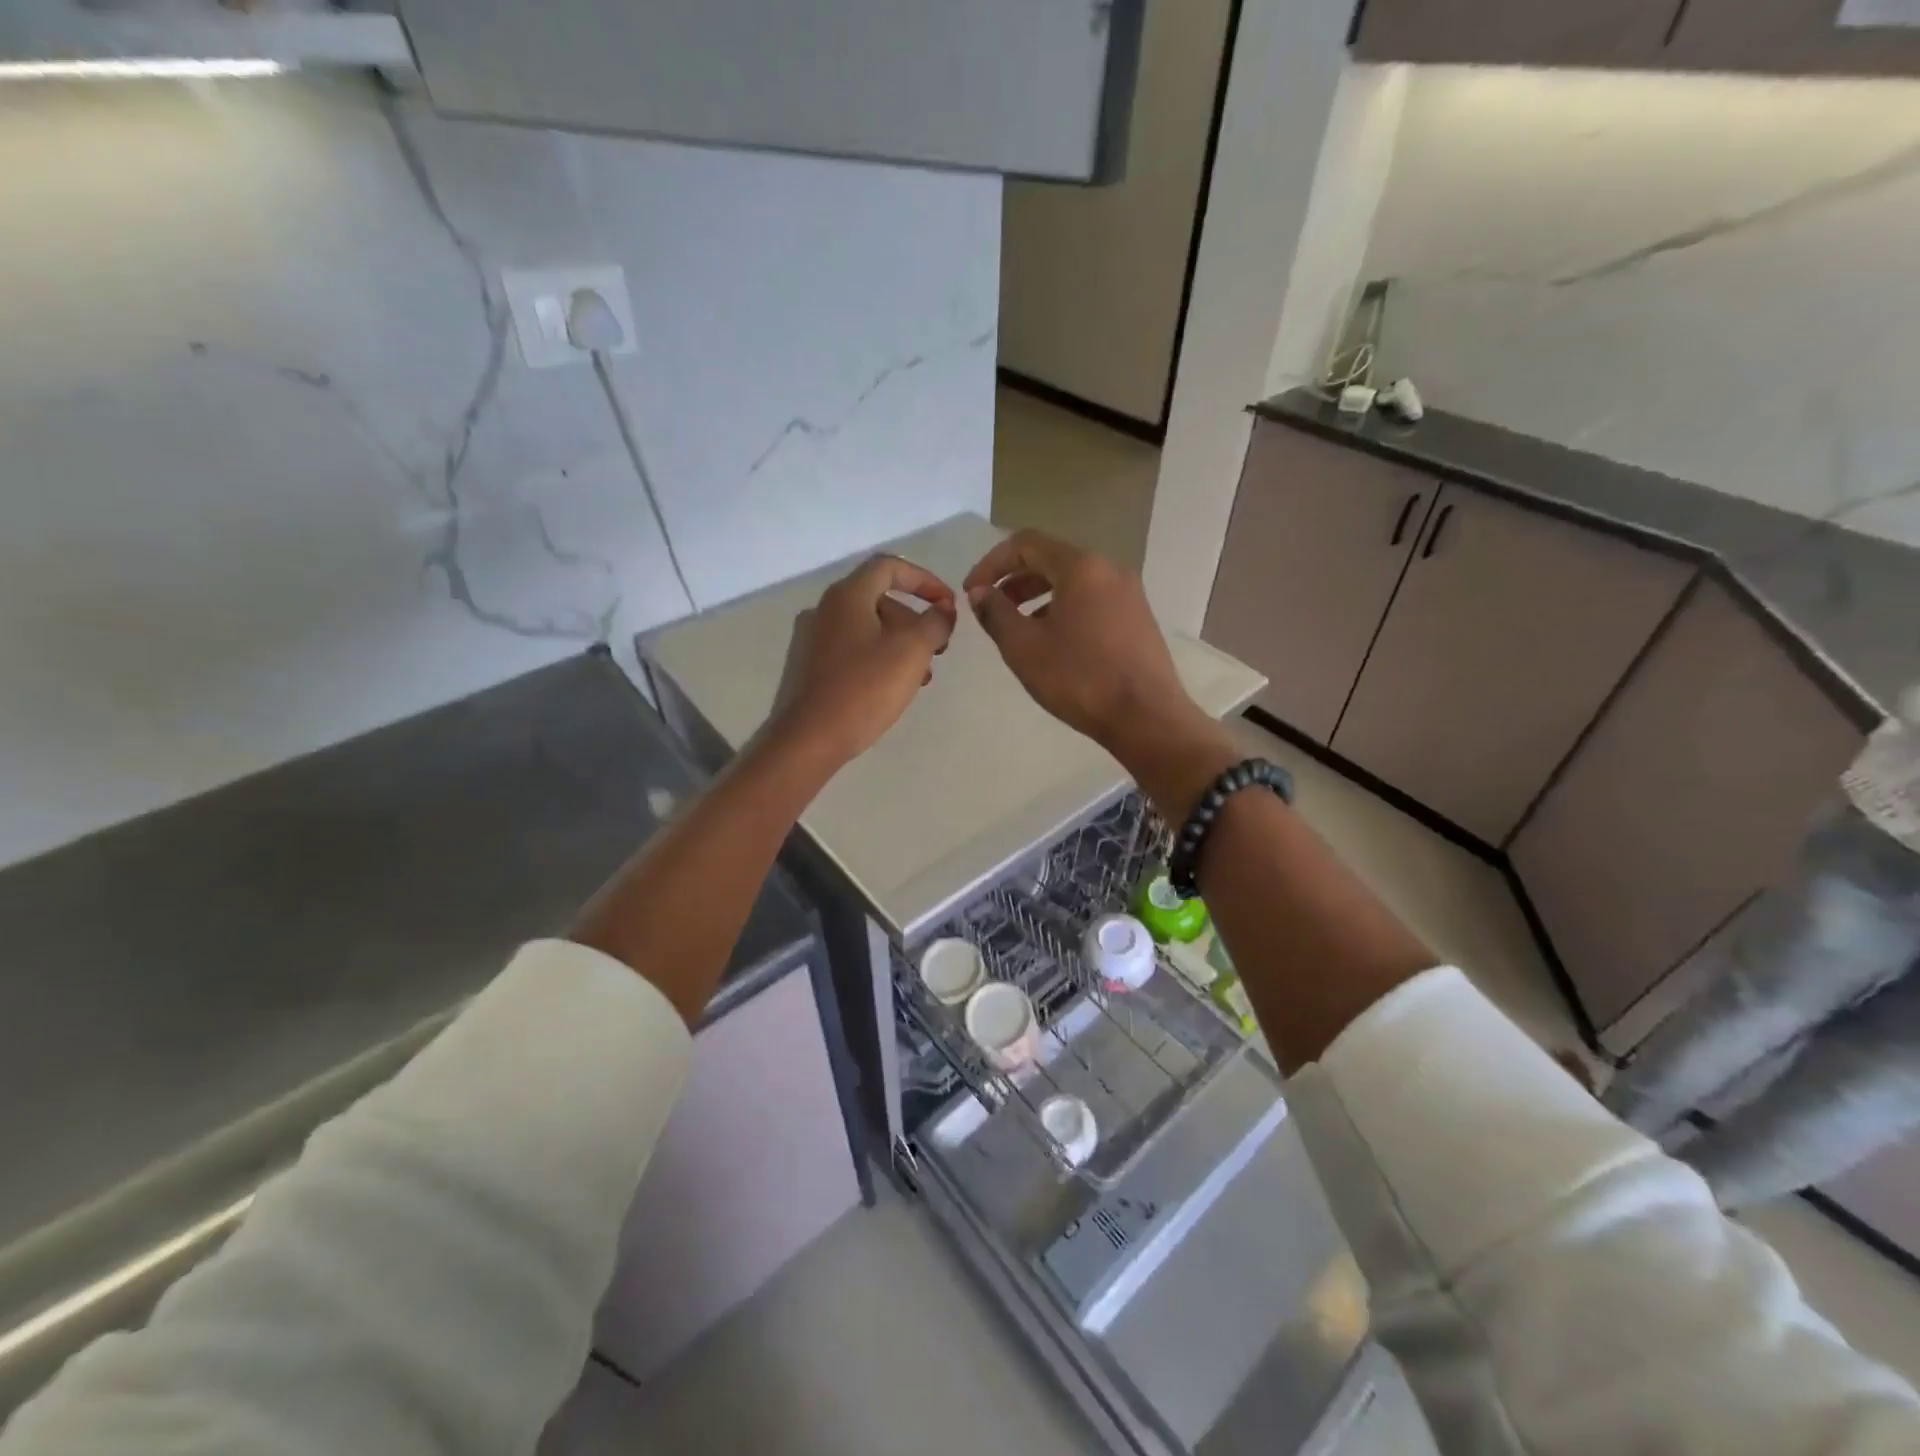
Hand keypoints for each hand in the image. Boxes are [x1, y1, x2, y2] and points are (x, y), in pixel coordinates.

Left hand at [772, 553, 956, 765]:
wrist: (808, 739)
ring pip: (867, 628)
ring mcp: (812, 639)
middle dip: (915, 620)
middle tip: (938, 650)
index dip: (925, 580)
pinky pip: (851, 650)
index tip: (948, 605)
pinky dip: (878, 658)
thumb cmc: (864, 689)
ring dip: (900, 644)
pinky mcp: (808, 667)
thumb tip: (944, 611)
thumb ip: (935, 624)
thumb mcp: (912, 651)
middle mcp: (825, 609)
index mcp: (847, 596)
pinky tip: (891, 688)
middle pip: (879, 599)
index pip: (890, 567)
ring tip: (920, 676)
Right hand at [964, 531, 1209, 762]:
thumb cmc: (1079, 678)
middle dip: (1014, 579)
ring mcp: (1128, 593)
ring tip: (1016, 626)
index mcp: (1081, 567)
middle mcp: (1108, 569)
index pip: (1026, 543)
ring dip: (1037, 595)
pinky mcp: (1137, 617)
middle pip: (1051, 558)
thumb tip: (980, 593)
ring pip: (1072, 581)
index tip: (971, 592)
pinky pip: (1091, 599)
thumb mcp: (1024, 647)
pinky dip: (1063, 608)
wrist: (1146, 716)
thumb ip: (996, 613)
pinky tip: (1052, 641)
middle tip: (990, 607)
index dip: (991, 563)